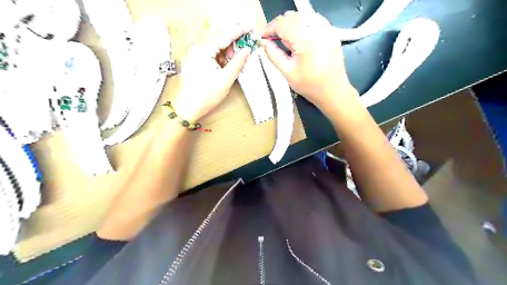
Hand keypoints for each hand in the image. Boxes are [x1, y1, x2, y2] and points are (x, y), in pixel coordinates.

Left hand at [173, 24, 250, 121]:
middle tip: (243, 46)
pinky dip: (217, 52)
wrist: (187, 108)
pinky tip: (223, 62)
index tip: (249, 28)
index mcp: (203, 50)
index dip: (238, 31)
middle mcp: (195, 47)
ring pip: (212, 41)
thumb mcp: (226, 79)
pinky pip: (207, 49)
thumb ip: (238, 62)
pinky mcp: (192, 59)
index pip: (224, 35)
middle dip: (231, 39)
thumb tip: (247, 50)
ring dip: (224, 47)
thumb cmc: (206, 96)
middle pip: (217, 34)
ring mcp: (192, 52)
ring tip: (232, 59)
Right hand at [259, 11, 357, 115]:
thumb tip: (263, 42)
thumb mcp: (288, 72)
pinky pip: (313, 20)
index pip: (282, 23)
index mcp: (305, 39)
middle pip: (292, 16)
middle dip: (279, 26)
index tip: (262, 37)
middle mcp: (317, 28)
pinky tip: (300, 39)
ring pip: (303, 16)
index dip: (269, 28)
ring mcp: (326, 29)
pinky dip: (303, 25)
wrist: (333, 91)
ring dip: (291, 24)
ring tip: (287, 41)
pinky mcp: (331, 32)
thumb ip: (274, 55)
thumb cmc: (310, 85)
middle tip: (273, 40)